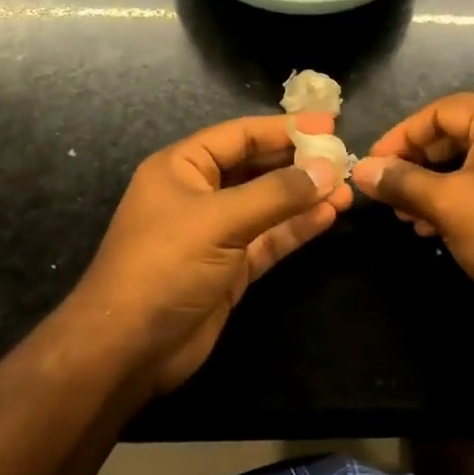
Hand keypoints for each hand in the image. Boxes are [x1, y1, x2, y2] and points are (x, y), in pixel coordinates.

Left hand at [71, 112, 352, 393]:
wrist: (127, 350)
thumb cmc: (164, 266)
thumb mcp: (219, 220)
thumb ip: (277, 194)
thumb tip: (327, 169)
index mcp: (183, 167)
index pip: (241, 135)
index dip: (285, 128)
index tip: (330, 125)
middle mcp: (200, 193)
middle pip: (257, 167)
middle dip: (299, 163)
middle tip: (344, 158)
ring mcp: (216, 233)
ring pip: (268, 205)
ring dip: (305, 197)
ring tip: (346, 190)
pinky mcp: (231, 268)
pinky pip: (269, 238)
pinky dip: (296, 227)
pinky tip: (328, 216)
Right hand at [352, 94, 473, 330]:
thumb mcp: (448, 205)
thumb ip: (402, 182)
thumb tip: (362, 170)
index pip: (441, 111)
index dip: (401, 136)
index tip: (372, 164)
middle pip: (456, 135)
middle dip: (417, 164)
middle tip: (387, 192)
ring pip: (470, 163)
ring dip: (433, 186)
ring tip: (407, 218)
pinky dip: (458, 199)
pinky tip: (434, 229)